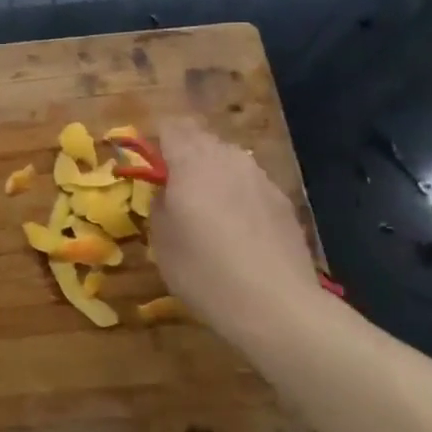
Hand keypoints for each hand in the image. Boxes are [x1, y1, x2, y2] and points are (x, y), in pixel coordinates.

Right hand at [149, 120, 320, 324]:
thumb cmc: (205, 272)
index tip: (149, 162)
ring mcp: (260, 177)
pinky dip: (238, 193)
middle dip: (185, 153)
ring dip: (213, 172)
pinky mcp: (282, 200)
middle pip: (201, 138)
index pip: (170, 125)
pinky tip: (238, 228)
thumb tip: (165, 192)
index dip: (157, 138)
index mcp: (191, 162)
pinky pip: (250, 183)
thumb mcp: (161, 242)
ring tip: (207, 207)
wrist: (277, 307)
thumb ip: (159, 205)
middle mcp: (227, 159)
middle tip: (174, 186)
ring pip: (228, 159)